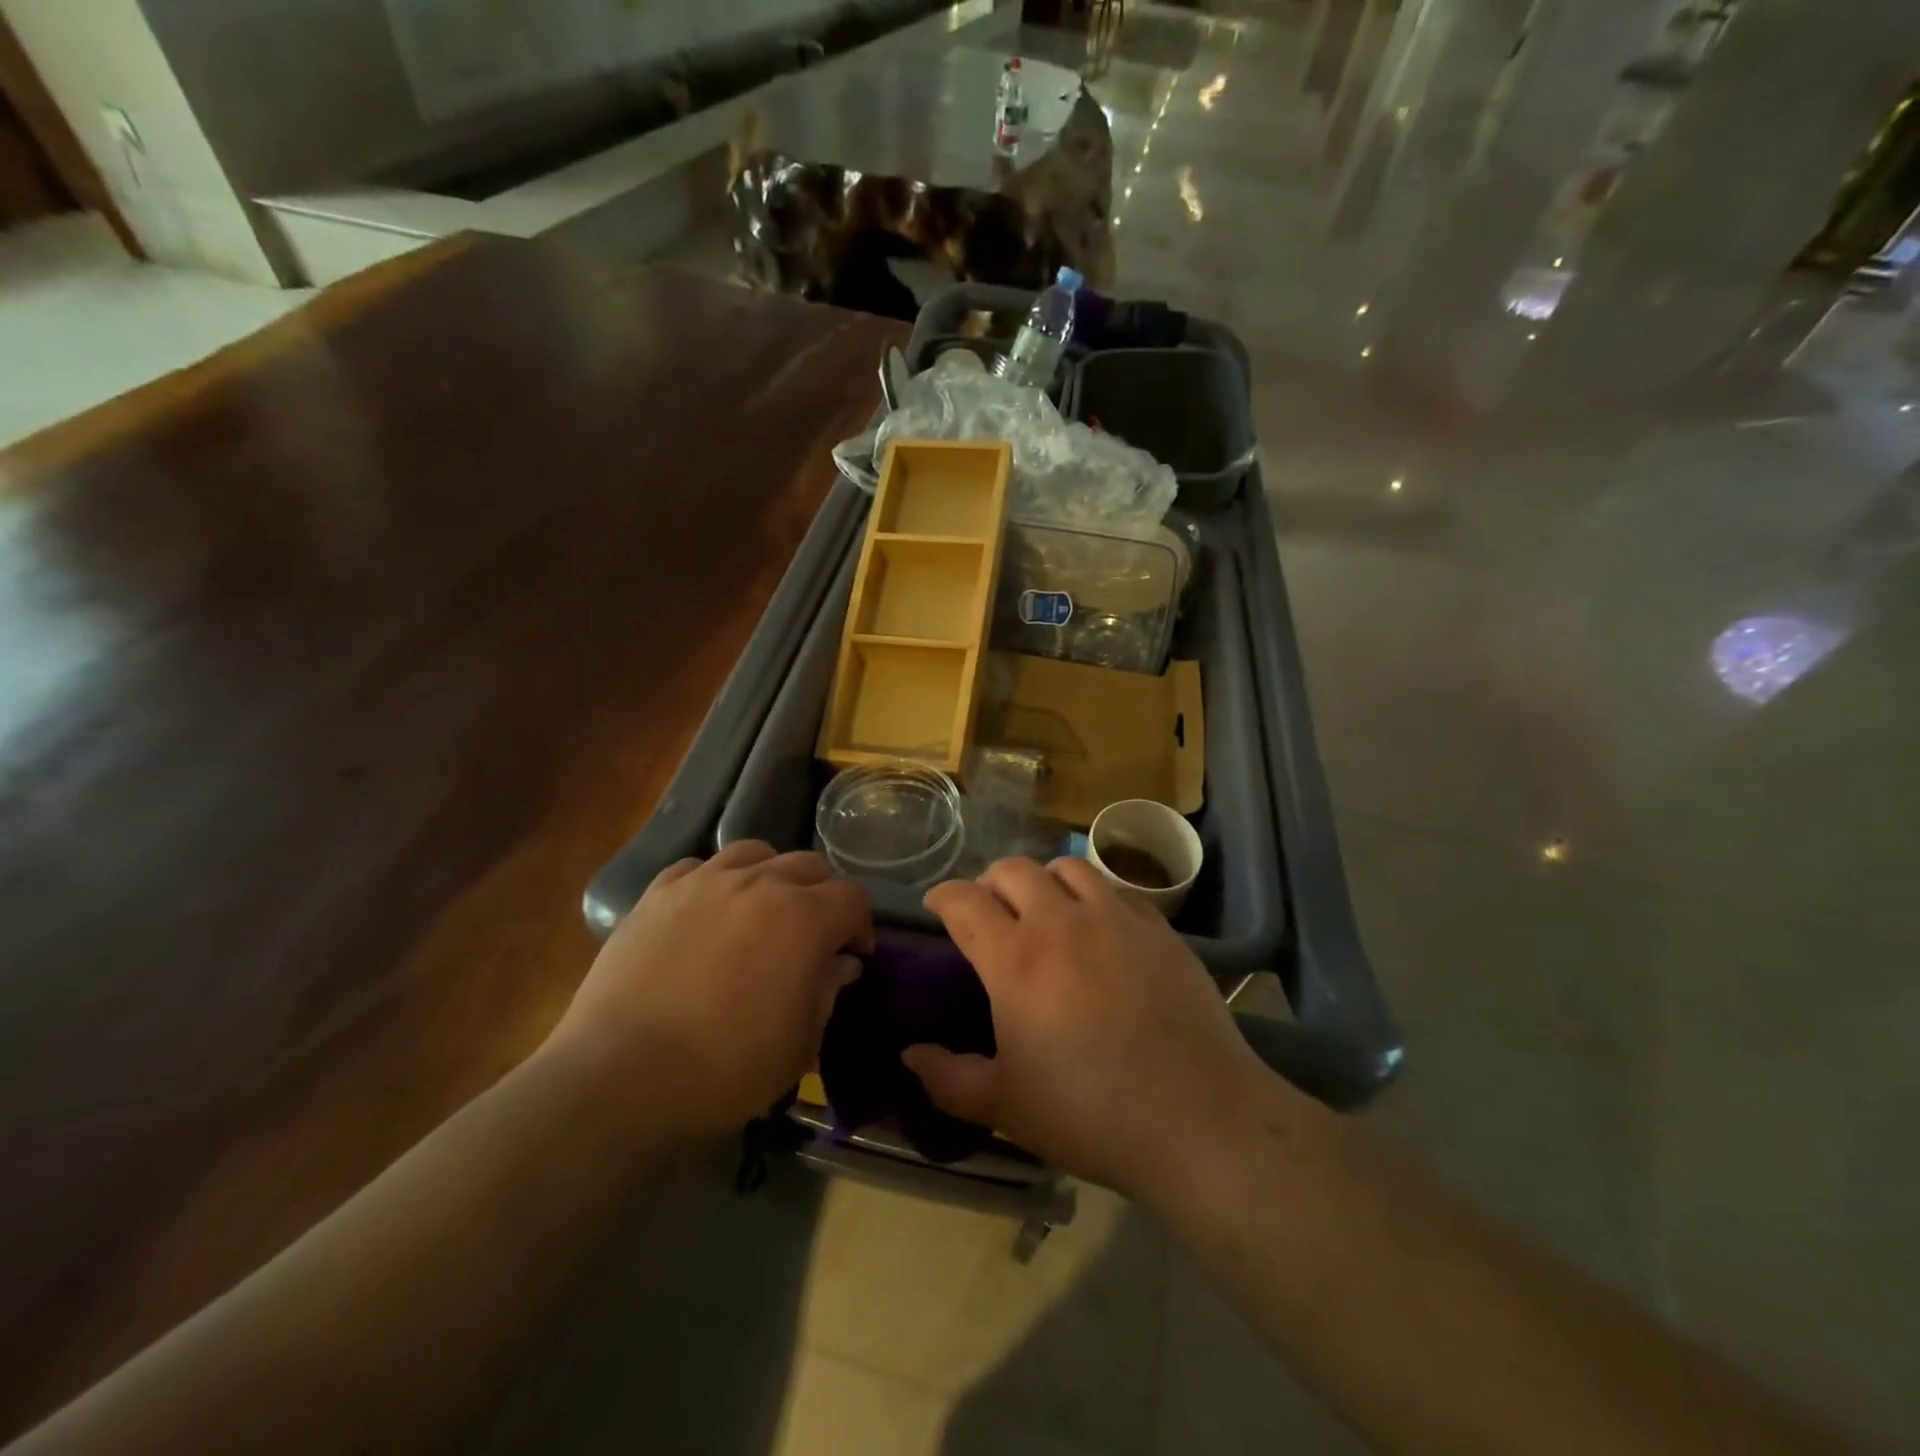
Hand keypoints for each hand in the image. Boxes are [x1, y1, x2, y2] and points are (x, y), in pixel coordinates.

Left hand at [547, 842, 871, 1144]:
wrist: (621, 1079)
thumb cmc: (726, 1069)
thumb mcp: (799, 1043)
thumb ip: (827, 991)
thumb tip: (840, 963)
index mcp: (804, 918)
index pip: (851, 898)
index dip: (861, 924)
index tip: (854, 953)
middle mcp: (759, 883)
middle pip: (808, 866)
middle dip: (823, 895)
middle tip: (815, 932)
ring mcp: (704, 882)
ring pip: (755, 853)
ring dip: (772, 876)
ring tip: (763, 909)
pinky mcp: (658, 893)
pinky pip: (699, 868)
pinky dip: (716, 881)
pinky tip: (709, 911)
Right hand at [905, 857, 1269, 1198]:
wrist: (1197, 1118)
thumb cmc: (1090, 1113)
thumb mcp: (1006, 1107)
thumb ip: (948, 1078)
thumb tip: (910, 1054)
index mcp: (1016, 959)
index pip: (964, 901)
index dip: (943, 896)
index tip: (938, 906)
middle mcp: (1062, 922)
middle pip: (1014, 869)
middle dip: (990, 882)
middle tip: (991, 911)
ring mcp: (1115, 918)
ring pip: (1068, 866)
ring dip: (1044, 880)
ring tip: (1045, 908)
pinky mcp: (1158, 927)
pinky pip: (1116, 889)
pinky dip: (1094, 895)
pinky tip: (1100, 927)